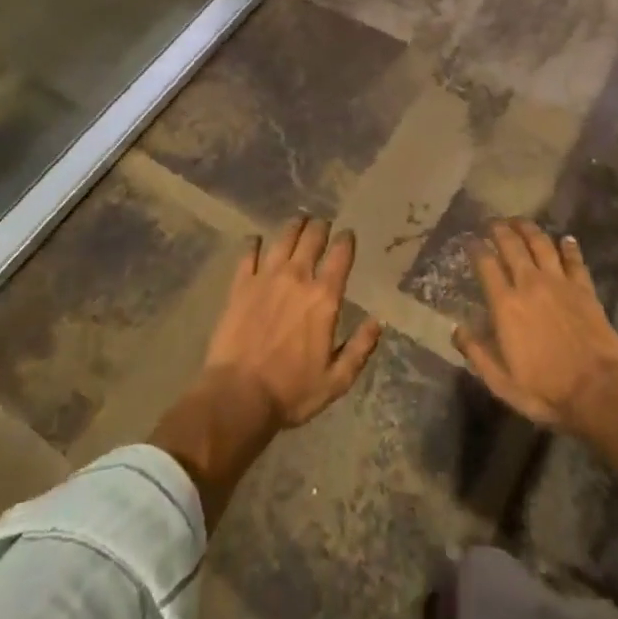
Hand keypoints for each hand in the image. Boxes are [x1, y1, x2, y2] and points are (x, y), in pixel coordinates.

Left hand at [150, 216, 382, 525]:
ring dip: (293, 227)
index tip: (348, 235)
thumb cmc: (291, 392)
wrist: (238, 396)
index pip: (340, 256)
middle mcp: (297, 278)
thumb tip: (379, 322)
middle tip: (322, 225)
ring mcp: (266, 278)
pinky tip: (256, 240)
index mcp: (324, 298)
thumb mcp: (337, 380)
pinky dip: (254, 244)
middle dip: (320, 227)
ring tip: (298, 222)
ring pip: (283, 239)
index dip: (346, 240)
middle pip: (311, 239)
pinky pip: (248, 254)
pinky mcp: (240, 285)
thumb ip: (360, 348)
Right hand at [453, 219, 617, 433]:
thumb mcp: (501, 382)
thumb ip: (477, 353)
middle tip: (492, 222)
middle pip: (512, 245)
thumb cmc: (545, 391)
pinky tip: (566, 239)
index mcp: (506, 305)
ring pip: (541, 244)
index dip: (475, 248)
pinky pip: (575, 260)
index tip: (469, 240)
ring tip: (520, 222)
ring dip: (529, 229)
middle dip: (499, 229)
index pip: (486, 264)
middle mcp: (530, 284)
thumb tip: (456, 329)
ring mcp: (560, 283)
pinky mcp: (584, 289)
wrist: (598, 392)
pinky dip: (569, 247)